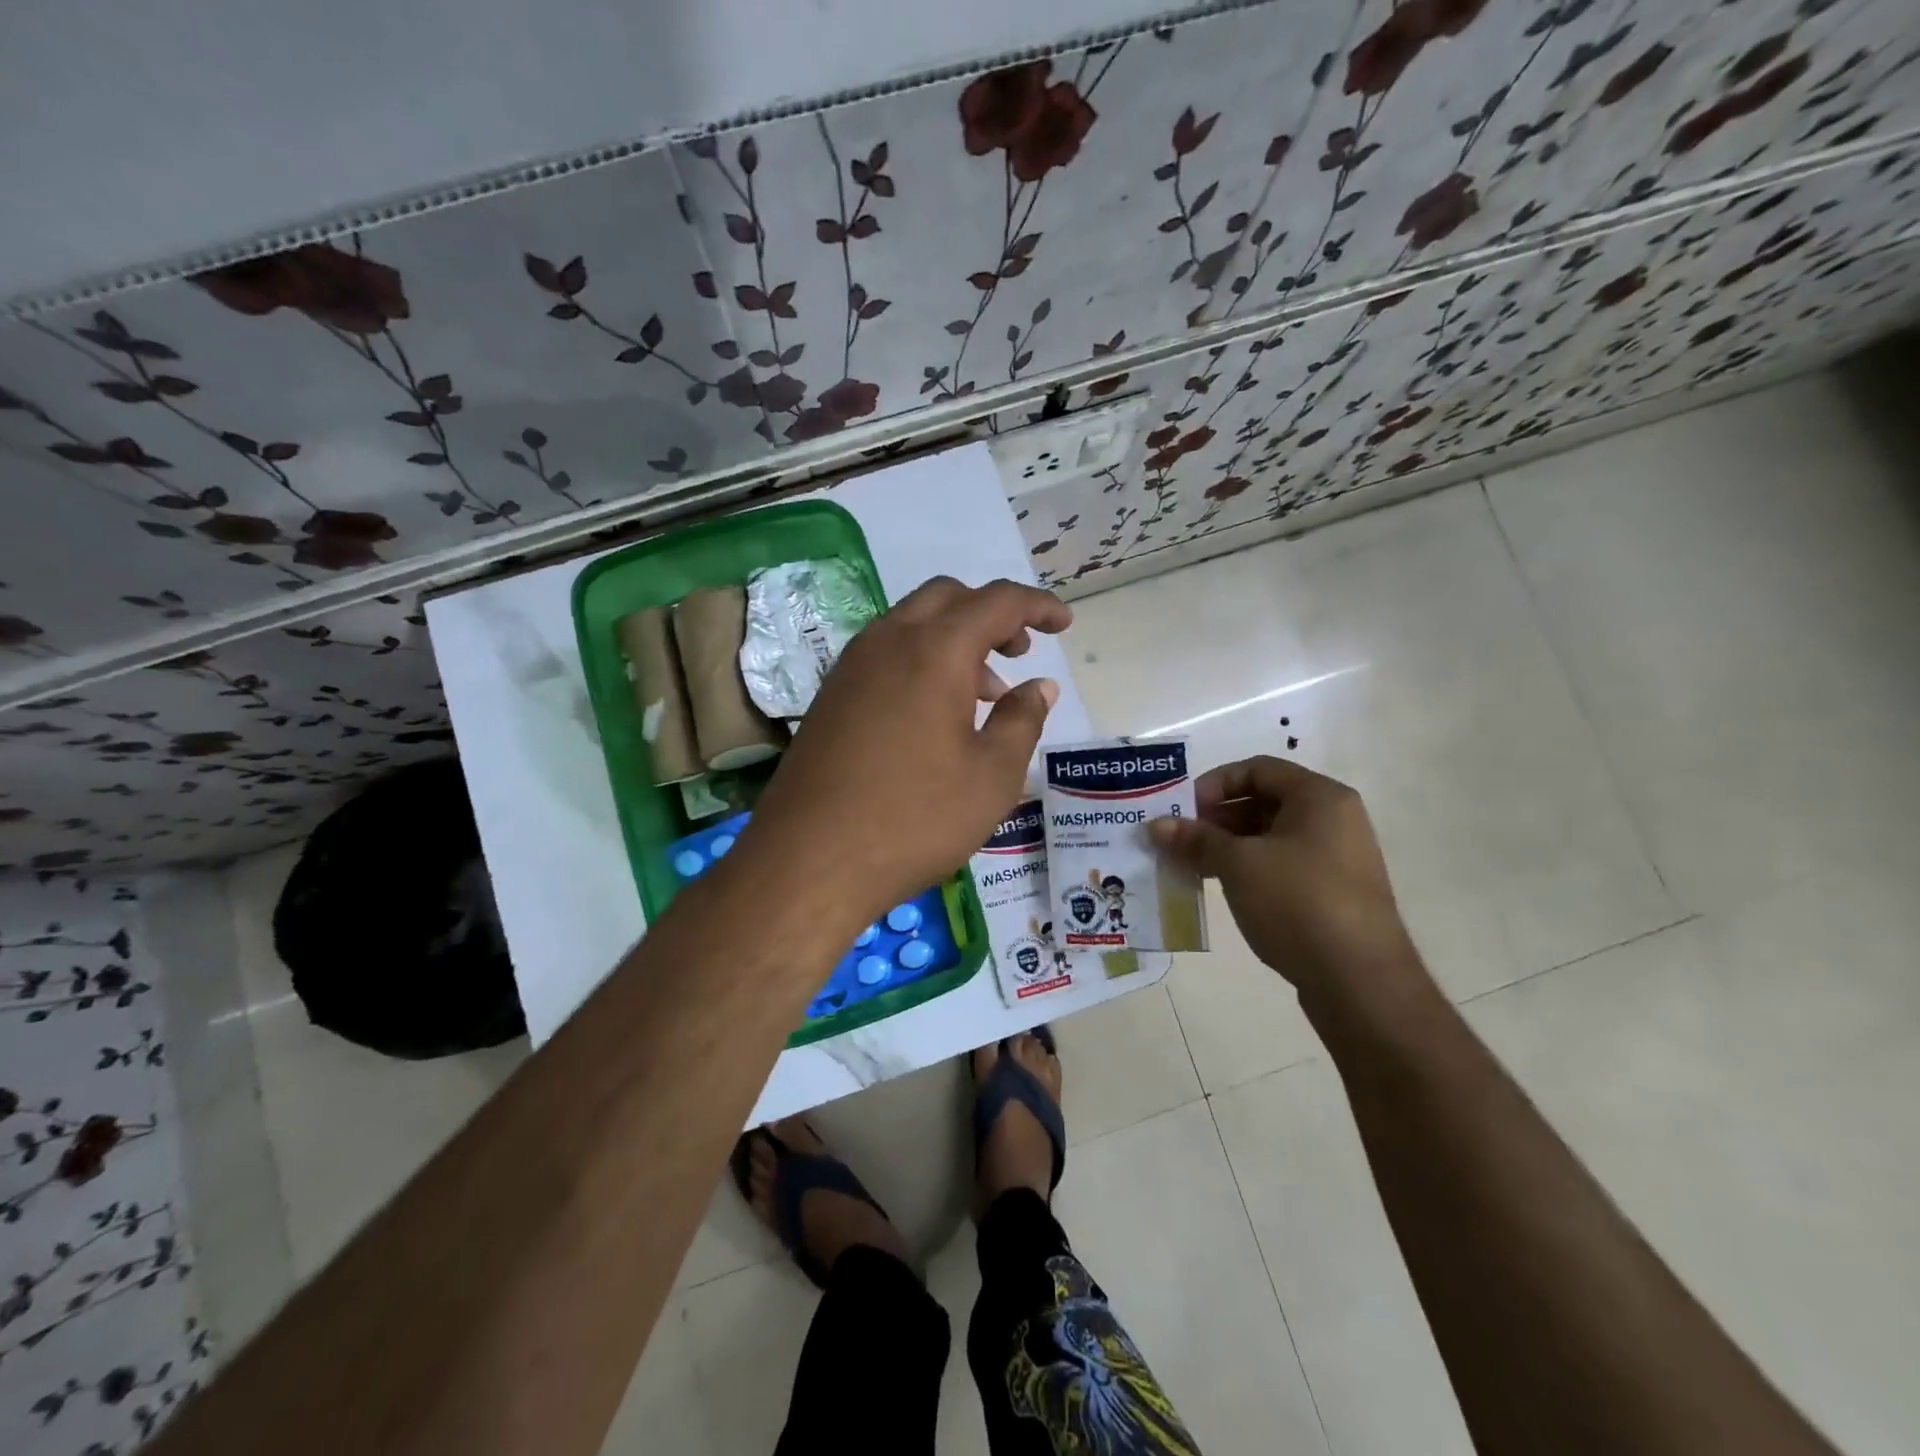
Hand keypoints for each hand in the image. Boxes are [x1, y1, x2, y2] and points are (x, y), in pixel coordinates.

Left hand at [746, 576, 1069, 921]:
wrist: (809, 860)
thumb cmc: (914, 818)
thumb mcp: (992, 776)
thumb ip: (1023, 720)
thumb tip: (1040, 687)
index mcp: (935, 651)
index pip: (997, 602)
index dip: (1037, 606)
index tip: (1064, 624)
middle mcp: (888, 642)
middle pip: (947, 597)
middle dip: (991, 613)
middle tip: (1019, 652)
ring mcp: (851, 667)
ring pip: (912, 623)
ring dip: (955, 639)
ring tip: (984, 695)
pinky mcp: (831, 696)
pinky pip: (885, 654)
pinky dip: (921, 660)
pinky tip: (935, 714)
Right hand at [1148, 756, 1425, 1004]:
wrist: (1360, 982)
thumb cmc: (1298, 903)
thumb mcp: (1238, 865)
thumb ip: (1196, 839)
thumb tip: (1156, 825)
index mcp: (1319, 797)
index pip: (1257, 769)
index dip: (1214, 784)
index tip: (1183, 811)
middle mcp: (1334, 819)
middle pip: (1263, 801)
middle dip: (1216, 817)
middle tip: (1181, 840)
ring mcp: (1336, 858)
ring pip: (1270, 836)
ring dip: (1227, 846)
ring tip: (1192, 866)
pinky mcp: (1332, 892)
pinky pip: (1282, 865)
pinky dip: (1248, 869)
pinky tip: (1222, 888)